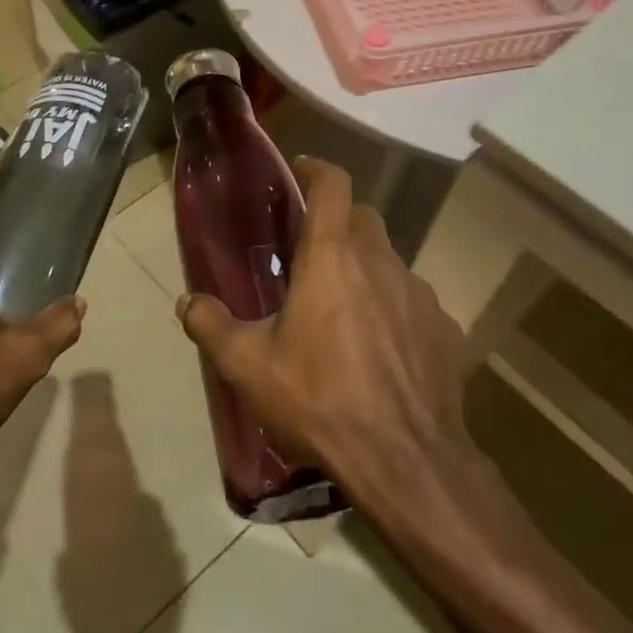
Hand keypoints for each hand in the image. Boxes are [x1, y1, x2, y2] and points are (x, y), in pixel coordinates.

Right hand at [176, 159, 484, 514]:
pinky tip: (380, 350)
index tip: (299, 173)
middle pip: (362, 217)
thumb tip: (186, 301)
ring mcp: (420, 295)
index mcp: (332, 256)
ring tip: (343, 309)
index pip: (333, 183)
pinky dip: (394, 309)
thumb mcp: (248, 366)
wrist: (406, 463)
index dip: (315, 169)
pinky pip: (414, 303)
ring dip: (365, 269)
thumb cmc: (320, 399)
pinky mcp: (446, 330)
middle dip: (337, 221)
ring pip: (389, 260)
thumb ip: (210, 325)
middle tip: (310, 251)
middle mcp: (381, 262)